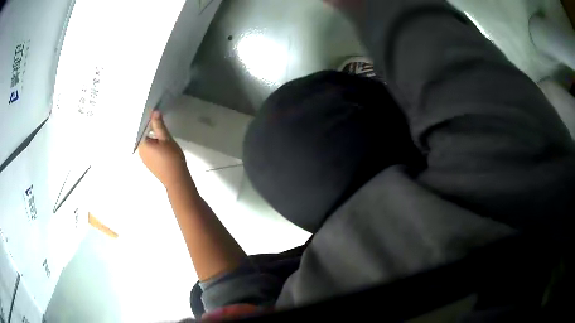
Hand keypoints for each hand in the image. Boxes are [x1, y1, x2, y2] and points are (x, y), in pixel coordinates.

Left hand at [138, 111, 189, 188]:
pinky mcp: (150, 164)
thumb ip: (158, 125)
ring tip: (163, 134)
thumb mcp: (166, 138)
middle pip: (144, 136)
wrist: (176, 180)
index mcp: (141, 144)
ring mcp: (144, 159)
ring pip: (147, 144)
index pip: (142, 128)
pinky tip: (163, 147)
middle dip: (151, 129)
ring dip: (153, 138)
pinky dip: (155, 146)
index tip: (156, 116)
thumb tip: (154, 111)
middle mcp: (140, 152)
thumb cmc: (171, 158)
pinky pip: (150, 151)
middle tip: (161, 124)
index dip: (149, 121)